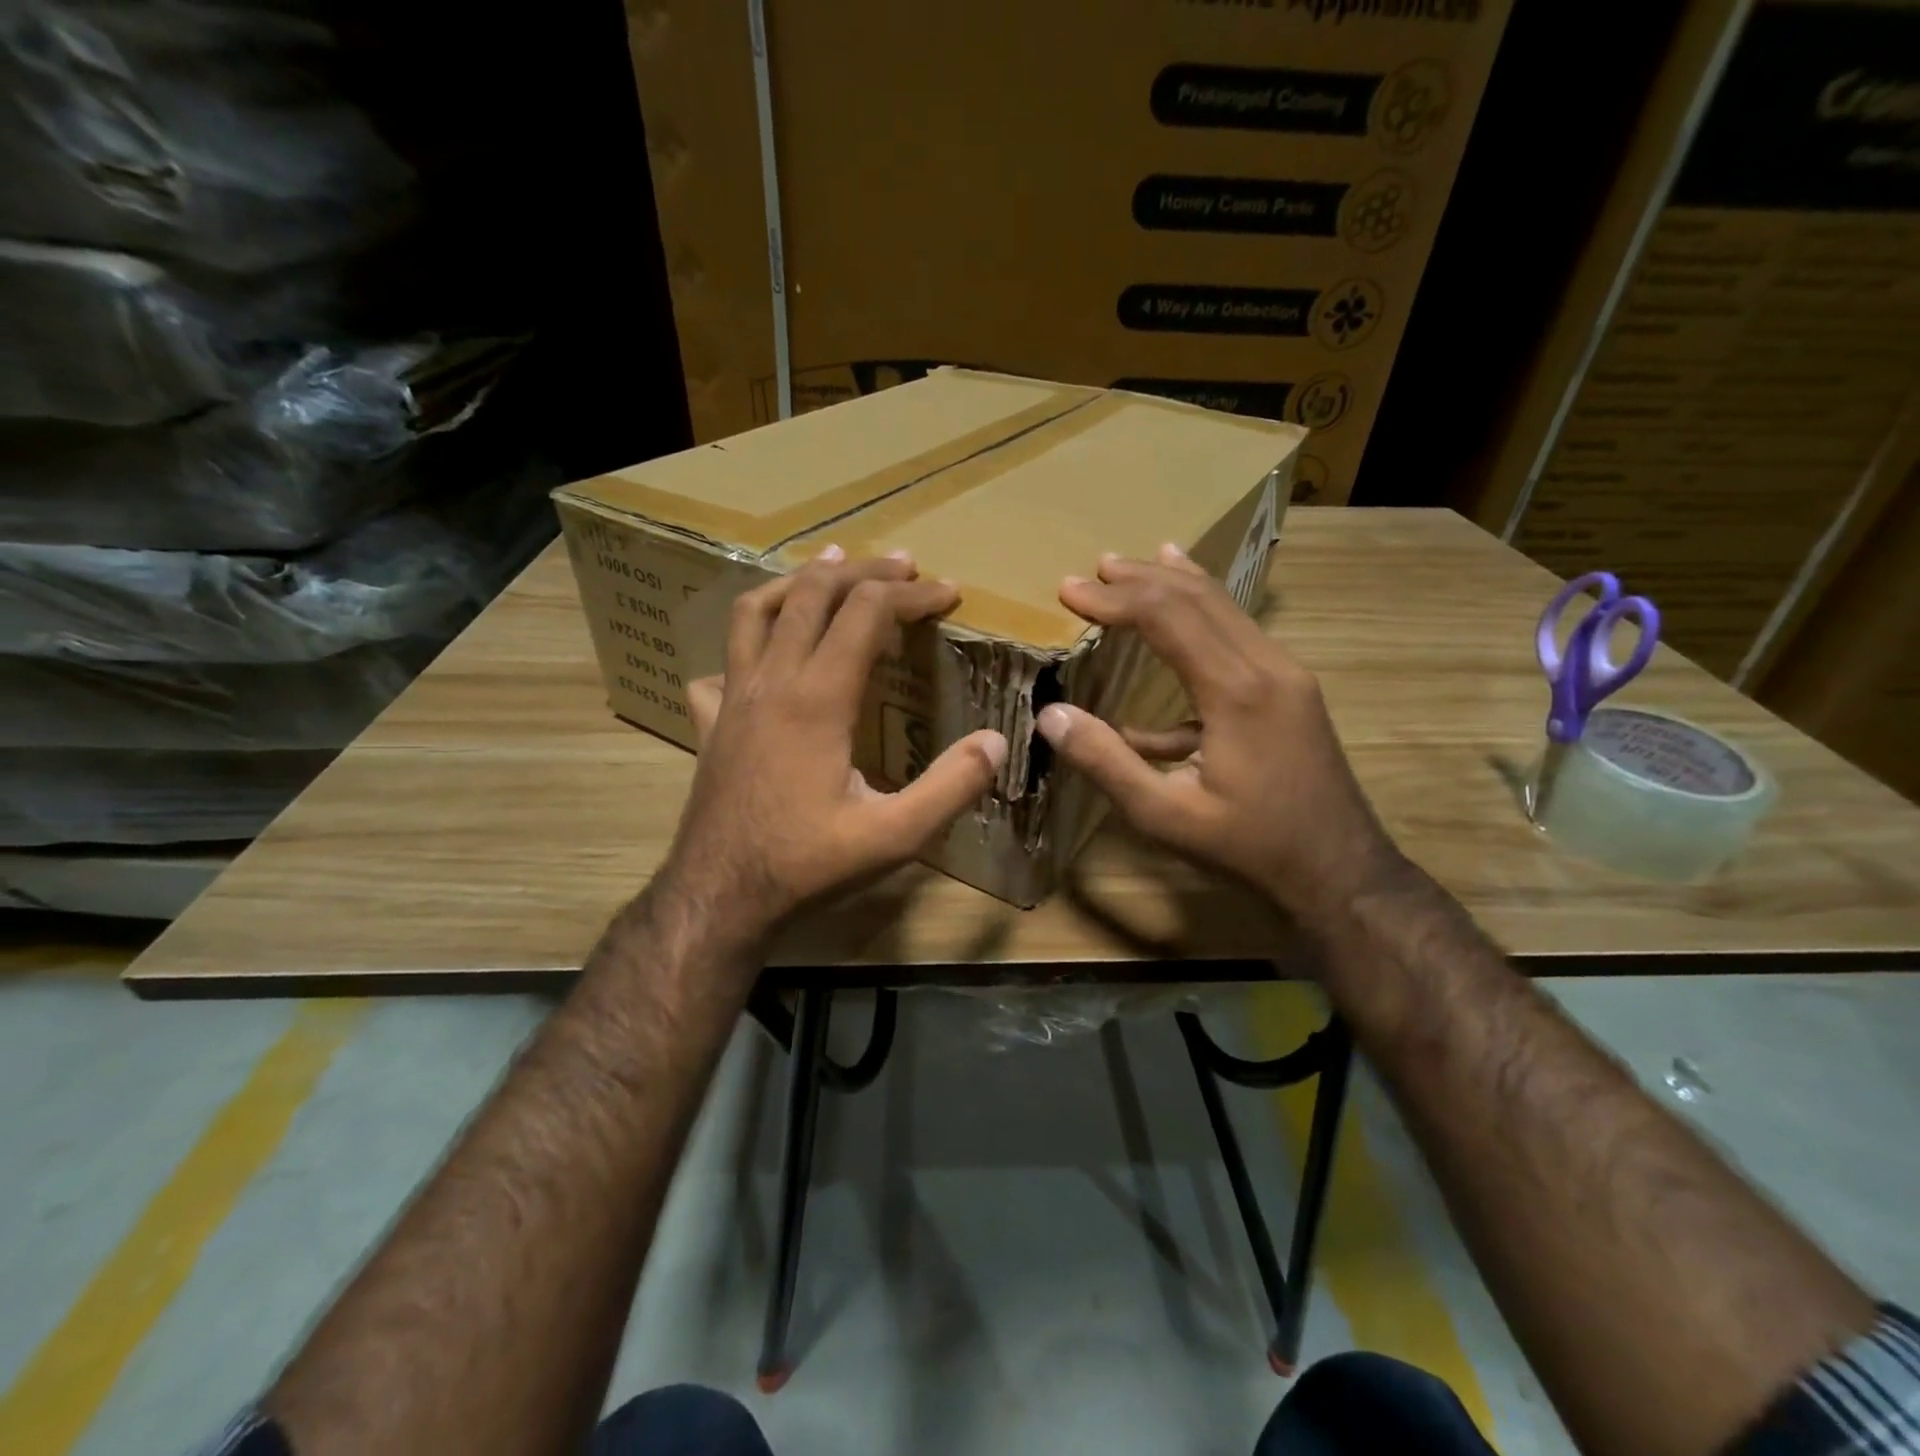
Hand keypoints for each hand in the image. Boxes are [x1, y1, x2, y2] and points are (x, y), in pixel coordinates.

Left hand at [662, 547, 1007, 940]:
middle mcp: (771, 682)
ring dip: (798, 582)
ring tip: (829, 568)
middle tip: (903, 565)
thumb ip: (950, 788)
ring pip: (755, 611)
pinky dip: (747, 641)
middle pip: (813, 594)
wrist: (719, 896)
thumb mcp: (894, 837)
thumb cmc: (807, 865)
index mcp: (817, 699)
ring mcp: (733, 698)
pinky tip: (765, 654)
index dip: (913, 595)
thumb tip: (996, 742)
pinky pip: (722, 661)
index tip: (950, 593)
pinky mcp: (712, 722)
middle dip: (863, 570)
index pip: (867, 613)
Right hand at [1035, 545, 1399, 920]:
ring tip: (1137, 565)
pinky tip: (1174, 637)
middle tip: (1095, 568)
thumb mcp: (1165, 815)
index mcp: (1235, 690)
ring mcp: (1287, 674)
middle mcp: (1267, 665)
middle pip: (1199, 598)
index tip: (1069, 591)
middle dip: (1142, 579)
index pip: (1167, 617)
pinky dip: (1203, 621)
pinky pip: (1241, 638)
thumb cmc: (1249, 846)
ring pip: (1226, 609)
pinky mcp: (1292, 689)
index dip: (1114, 599)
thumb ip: (1106, 762)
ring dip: (1176, 586)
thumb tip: (1050, 715)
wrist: (1341, 870)